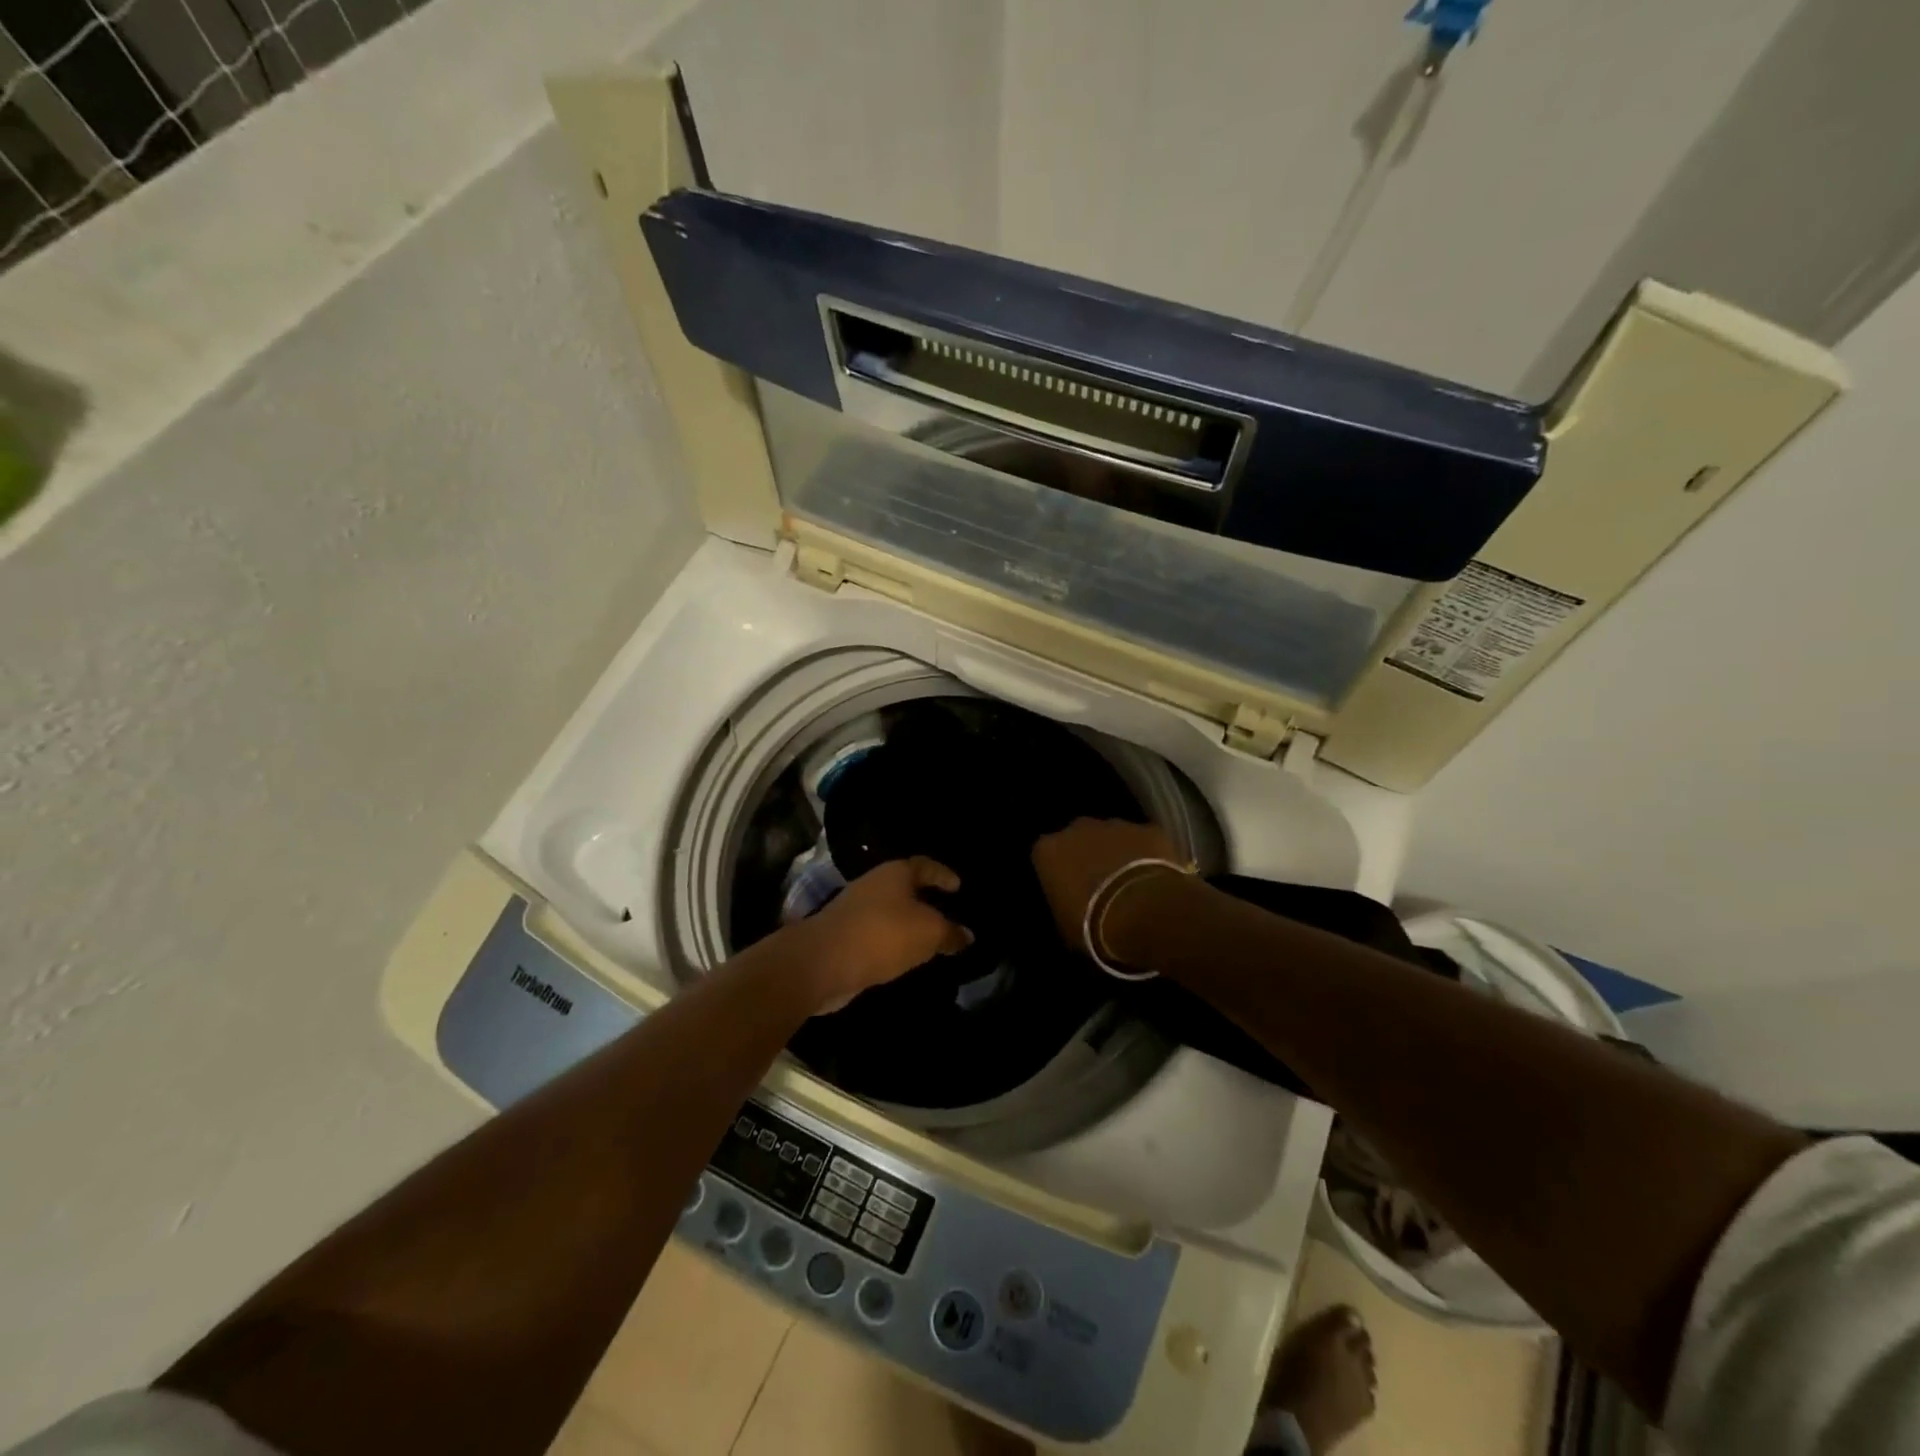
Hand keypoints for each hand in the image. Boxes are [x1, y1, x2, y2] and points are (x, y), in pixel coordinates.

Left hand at [791, 858, 972, 1010]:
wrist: (821, 962)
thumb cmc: (882, 935)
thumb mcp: (928, 933)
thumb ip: (950, 933)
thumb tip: (967, 935)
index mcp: (895, 873)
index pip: (925, 865)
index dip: (942, 875)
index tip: (958, 886)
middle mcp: (874, 885)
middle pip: (905, 887)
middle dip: (925, 900)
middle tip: (946, 913)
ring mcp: (854, 910)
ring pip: (890, 912)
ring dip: (907, 924)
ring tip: (927, 940)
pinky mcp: (843, 936)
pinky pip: (876, 934)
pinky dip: (892, 942)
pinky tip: (903, 957)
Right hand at [1030, 818, 1183, 948]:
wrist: (1141, 912)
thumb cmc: (1092, 924)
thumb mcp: (1064, 924)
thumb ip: (1064, 905)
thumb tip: (1071, 908)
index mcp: (1048, 850)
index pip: (1046, 855)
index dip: (1059, 873)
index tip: (1069, 890)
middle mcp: (1077, 828)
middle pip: (1079, 838)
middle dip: (1088, 855)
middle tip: (1101, 885)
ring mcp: (1115, 825)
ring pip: (1113, 836)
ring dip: (1119, 853)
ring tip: (1131, 883)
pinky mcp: (1149, 830)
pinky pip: (1146, 840)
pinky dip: (1149, 854)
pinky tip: (1157, 878)